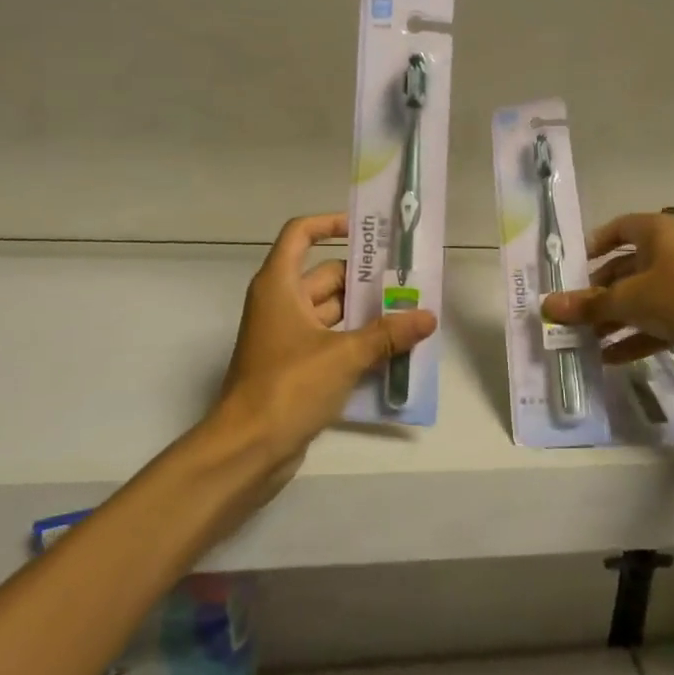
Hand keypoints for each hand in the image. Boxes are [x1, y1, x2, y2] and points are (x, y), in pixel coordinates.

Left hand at [210, 213, 437, 476]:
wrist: (246, 451)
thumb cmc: (288, 387)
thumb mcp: (343, 355)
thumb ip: (387, 334)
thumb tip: (427, 316)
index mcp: (280, 285)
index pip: (300, 234)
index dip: (330, 224)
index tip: (367, 232)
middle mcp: (281, 304)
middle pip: (326, 275)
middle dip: (366, 279)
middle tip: (410, 282)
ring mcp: (287, 337)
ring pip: (333, 312)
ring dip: (366, 314)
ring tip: (411, 315)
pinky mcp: (296, 368)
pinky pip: (331, 342)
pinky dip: (357, 343)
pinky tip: (393, 352)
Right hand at [541, 211, 673, 362]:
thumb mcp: (630, 298)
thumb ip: (590, 304)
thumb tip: (547, 306)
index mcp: (654, 232)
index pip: (617, 229)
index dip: (594, 245)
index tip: (571, 268)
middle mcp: (668, 254)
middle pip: (625, 269)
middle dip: (598, 293)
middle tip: (570, 313)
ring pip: (640, 300)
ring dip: (613, 320)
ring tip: (582, 341)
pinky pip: (657, 325)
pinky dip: (635, 338)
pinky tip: (609, 358)